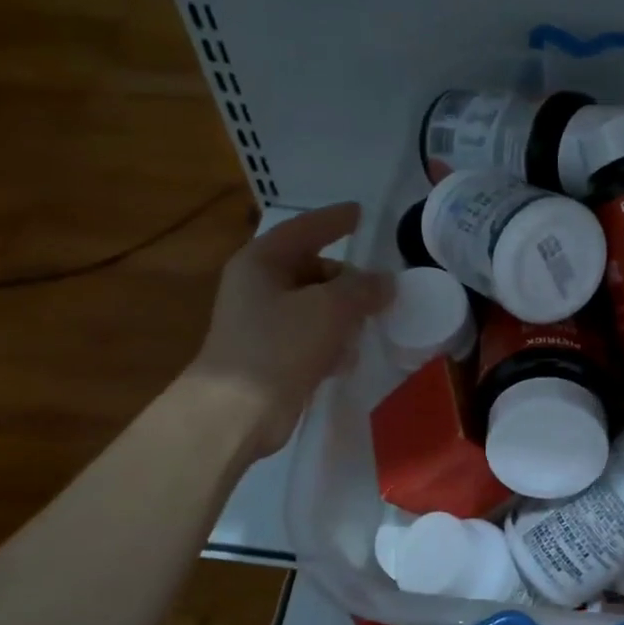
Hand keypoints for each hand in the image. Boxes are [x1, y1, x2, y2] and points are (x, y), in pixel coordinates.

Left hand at [190, 202, 392, 457]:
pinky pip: (311, 336)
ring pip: (315, 305)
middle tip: (380, 291)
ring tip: (369, 325)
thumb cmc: (280, 346)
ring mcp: (263, 322)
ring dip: (343, 314)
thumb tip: (385, 282)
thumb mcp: (330, 309)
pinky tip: (347, 358)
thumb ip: (363, 289)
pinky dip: (331, 342)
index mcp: (262, 262)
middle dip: (347, 280)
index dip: (335, 220)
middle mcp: (258, 286)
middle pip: (313, 269)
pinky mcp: (273, 355)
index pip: (305, 229)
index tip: (361, 213)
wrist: (238, 410)